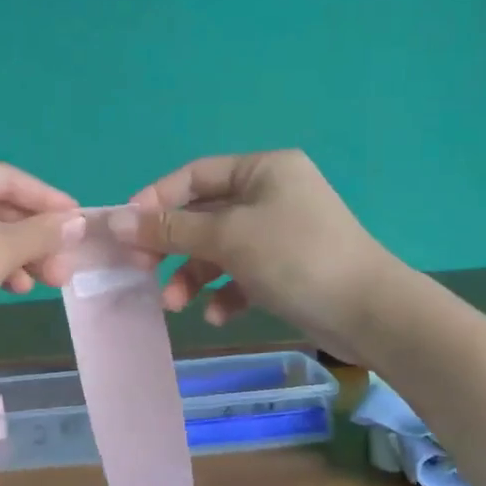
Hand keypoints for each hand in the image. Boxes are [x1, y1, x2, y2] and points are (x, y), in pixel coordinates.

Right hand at [108, 150, 389, 359]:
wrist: (371, 314)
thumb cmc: (296, 258)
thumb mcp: (228, 238)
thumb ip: (169, 229)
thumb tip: (114, 221)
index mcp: (262, 170)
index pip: (193, 176)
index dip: (155, 201)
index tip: (125, 230)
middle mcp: (270, 194)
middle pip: (202, 215)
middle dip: (172, 247)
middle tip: (141, 271)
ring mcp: (279, 233)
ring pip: (218, 249)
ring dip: (192, 276)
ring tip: (175, 305)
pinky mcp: (285, 268)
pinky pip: (241, 274)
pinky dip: (224, 293)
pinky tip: (217, 315)